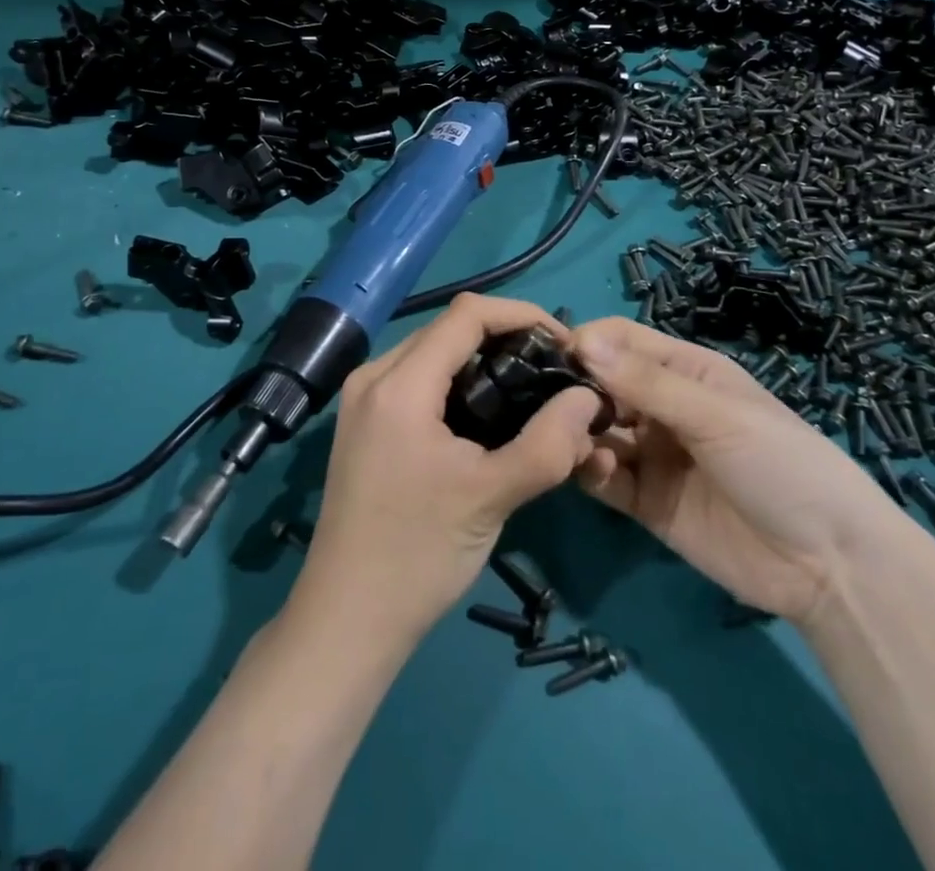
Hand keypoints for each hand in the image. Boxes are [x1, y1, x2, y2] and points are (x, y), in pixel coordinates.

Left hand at [289, 294, 607, 649]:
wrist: (346, 619)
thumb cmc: (418, 554)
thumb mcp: (492, 497)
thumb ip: (548, 444)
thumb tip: (588, 397)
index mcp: (399, 383)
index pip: (467, 314)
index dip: (521, 315)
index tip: (564, 344)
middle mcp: (374, 376)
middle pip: (449, 330)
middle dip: (506, 339)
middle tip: (552, 372)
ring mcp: (363, 399)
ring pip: (433, 354)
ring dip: (482, 362)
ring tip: (528, 392)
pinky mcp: (364, 423)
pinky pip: (418, 381)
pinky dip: (457, 384)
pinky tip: (487, 416)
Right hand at [571, 318, 906, 623]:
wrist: (830, 566)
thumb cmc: (781, 465)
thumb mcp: (716, 415)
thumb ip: (647, 382)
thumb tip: (582, 341)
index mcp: (685, 371)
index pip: (622, 340)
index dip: (588, 343)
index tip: (553, 357)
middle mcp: (662, 407)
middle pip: (602, 384)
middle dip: (575, 390)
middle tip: (551, 405)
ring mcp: (653, 455)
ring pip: (597, 430)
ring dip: (578, 431)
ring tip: (570, 440)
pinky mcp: (646, 501)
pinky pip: (604, 478)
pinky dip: (590, 471)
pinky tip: (593, 472)